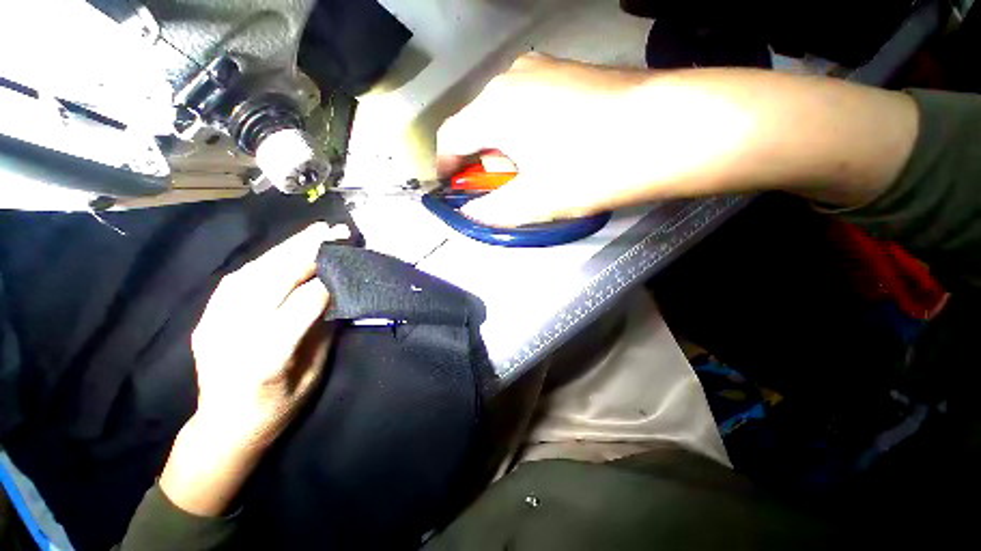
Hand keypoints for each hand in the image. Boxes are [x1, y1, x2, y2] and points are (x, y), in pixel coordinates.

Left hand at [190, 221, 349, 446]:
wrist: (223, 429)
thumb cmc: (277, 409)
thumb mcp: (312, 375)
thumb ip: (322, 332)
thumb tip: (335, 294)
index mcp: (266, 361)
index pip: (299, 308)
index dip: (326, 283)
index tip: (347, 263)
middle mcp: (234, 337)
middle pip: (272, 281)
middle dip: (307, 252)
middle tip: (334, 231)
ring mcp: (214, 325)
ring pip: (252, 274)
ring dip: (287, 248)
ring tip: (314, 232)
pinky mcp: (206, 319)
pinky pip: (236, 280)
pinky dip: (265, 260)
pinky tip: (284, 251)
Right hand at [438, 54, 917, 223]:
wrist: (664, 130)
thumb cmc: (589, 168)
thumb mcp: (534, 201)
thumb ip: (494, 210)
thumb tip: (473, 213)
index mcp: (494, 109)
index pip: (451, 136)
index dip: (446, 164)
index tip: (450, 184)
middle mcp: (511, 79)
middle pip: (478, 124)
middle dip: (481, 158)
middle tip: (498, 185)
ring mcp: (542, 69)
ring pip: (504, 113)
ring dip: (504, 144)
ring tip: (528, 168)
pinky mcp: (567, 71)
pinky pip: (529, 103)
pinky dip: (526, 128)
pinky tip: (551, 145)